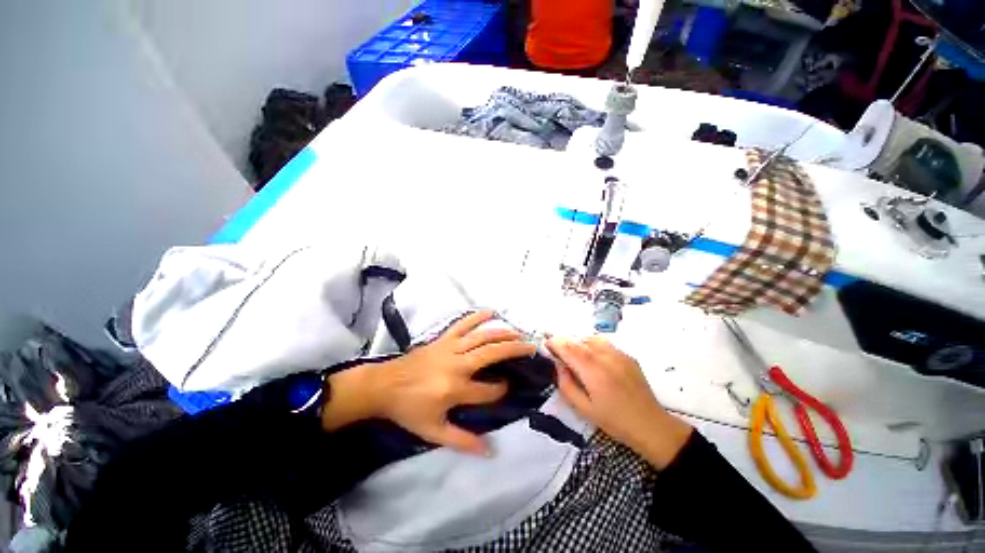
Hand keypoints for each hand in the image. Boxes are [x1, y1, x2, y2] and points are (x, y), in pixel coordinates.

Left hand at [323, 311, 534, 454]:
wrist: (384, 386)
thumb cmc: (409, 410)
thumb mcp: (433, 431)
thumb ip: (461, 440)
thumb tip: (489, 451)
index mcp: (455, 389)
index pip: (488, 390)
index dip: (501, 390)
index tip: (508, 388)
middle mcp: (458, 364)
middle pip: (492, 353)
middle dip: (514, 350)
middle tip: (531, 348)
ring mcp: (451, 347)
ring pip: (483, 336)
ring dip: (503, 333)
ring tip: (520, 333)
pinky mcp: (444, 338)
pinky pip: (463, 324)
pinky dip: (478, 317)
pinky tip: (492, 312)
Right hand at [546, 336, 692, 468]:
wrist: (651, 425)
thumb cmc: (614, 421)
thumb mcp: (584, 409)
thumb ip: (567, 386)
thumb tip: (559, 366)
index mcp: (593, 372)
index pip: (569, 349)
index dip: (556, 343)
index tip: (547, 343)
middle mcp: (605, 358)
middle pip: (579, 341)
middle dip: (564, 340)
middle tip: (555, 345)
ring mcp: (619, 355)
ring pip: (592, 338)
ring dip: (577, 340)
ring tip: (571, 348)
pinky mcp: (627, 356)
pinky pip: (605, 343)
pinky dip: (591, 343)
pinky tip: (589, 352)